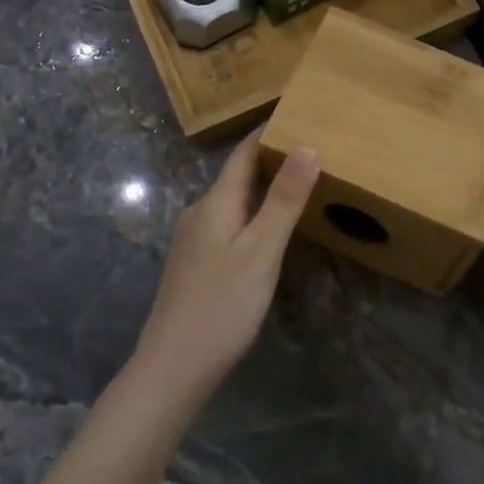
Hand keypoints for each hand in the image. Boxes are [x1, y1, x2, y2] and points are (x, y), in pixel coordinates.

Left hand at [132, 135, 318, 399]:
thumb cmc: (222, 305)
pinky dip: (252, 213)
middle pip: (237, 175)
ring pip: (232, 200)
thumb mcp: (262, 250)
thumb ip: (284, 200)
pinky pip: (228, 222)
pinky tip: (269, 229)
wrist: (172, 368)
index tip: (298, 115)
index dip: (268, 132)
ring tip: (297, 183)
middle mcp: (200, 212)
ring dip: (262, 187)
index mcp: (215, 203)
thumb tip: (307, 146)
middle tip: (311, 148)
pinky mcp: (195, 264)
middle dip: (270, 159)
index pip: (243, 153)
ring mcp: (193, 240)